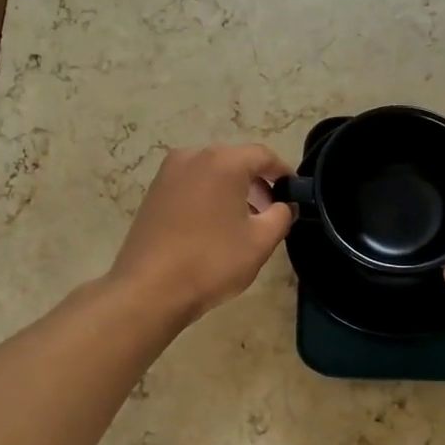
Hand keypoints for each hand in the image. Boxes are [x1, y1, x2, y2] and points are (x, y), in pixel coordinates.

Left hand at [110, 144, 295, 322]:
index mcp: (223, 162)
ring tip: (243, 222)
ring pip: (211, 173)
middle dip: (257, 183)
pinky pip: (191, 185)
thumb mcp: (260, 242)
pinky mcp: (153, 193)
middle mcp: (193, 157)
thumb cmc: (212, 261)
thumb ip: (281, 216)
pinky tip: (213, 227)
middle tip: (270, 211)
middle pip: (235, 161)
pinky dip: (208, 197)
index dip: (283, 172)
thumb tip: (284, 206)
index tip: (294, 193)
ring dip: (232, 191)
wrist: (150, 289)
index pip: (263, 156)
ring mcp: (168, 173)